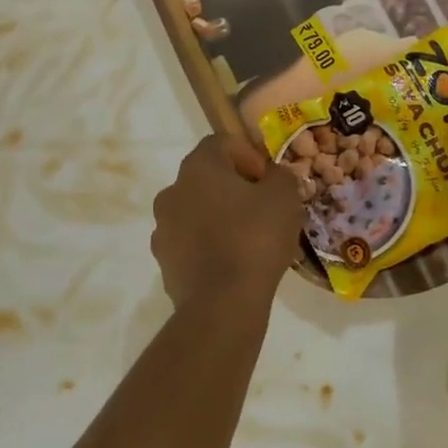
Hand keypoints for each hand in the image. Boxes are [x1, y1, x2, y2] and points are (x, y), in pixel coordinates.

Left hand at [151, 135, 303, 307]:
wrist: (222, 303)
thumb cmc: (255, 238)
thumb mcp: (284, 197)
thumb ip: (281, 177)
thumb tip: (274, 177)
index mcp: (197, 167)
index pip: (221, 143)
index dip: (249, 156)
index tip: (270, 181)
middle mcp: (172, 191)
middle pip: (206, 178)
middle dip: (235, 189)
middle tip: (264, 209)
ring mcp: (163, 228)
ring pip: (196, 212)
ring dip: (220, 218)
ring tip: (250, 240)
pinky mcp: (164, 262)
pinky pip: (190, 244)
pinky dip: (209, 246)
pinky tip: (233, 264)